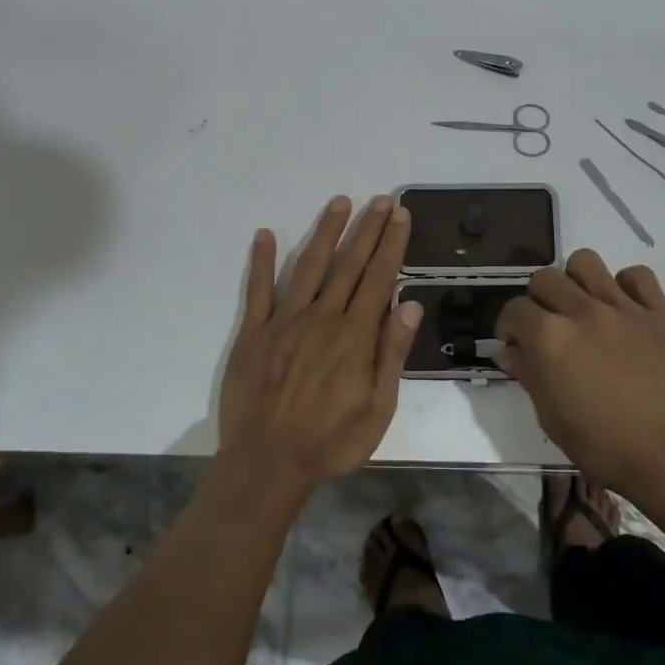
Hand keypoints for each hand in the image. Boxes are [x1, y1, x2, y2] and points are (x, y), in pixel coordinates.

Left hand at [217, 195, 421, 492]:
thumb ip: (392, 352)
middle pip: (349, 265)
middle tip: (380, 199)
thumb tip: (411, 303)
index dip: (391, 244)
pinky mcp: (253, 333)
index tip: (400, 215)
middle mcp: (322, 317)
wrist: (267, 464)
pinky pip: (258, 290)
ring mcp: (284, 321)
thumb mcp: (378, 408)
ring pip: (309, 267)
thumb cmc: (331, 441)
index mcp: (355, 335)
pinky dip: (262, 261)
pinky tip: (266, 235)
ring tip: (339, 202)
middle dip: (367, 229)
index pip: (379, 278)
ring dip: (325, 233)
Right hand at [497, 250, 664, 499]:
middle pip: (545, 278)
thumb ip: (527, 374)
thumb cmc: (602, 445)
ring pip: (586, 262)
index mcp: (550, 338)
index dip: (510, 326)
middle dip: (538, 299)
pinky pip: (638, 276)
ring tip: (582, 305)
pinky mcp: (659, 312)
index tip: (516, 343)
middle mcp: (582, 311)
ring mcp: (622, 308)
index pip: (515, 309)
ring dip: (576, 280)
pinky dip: (626, 285)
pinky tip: (623, 308)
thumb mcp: (550, 417)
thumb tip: (509, 350)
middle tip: (547, 325)